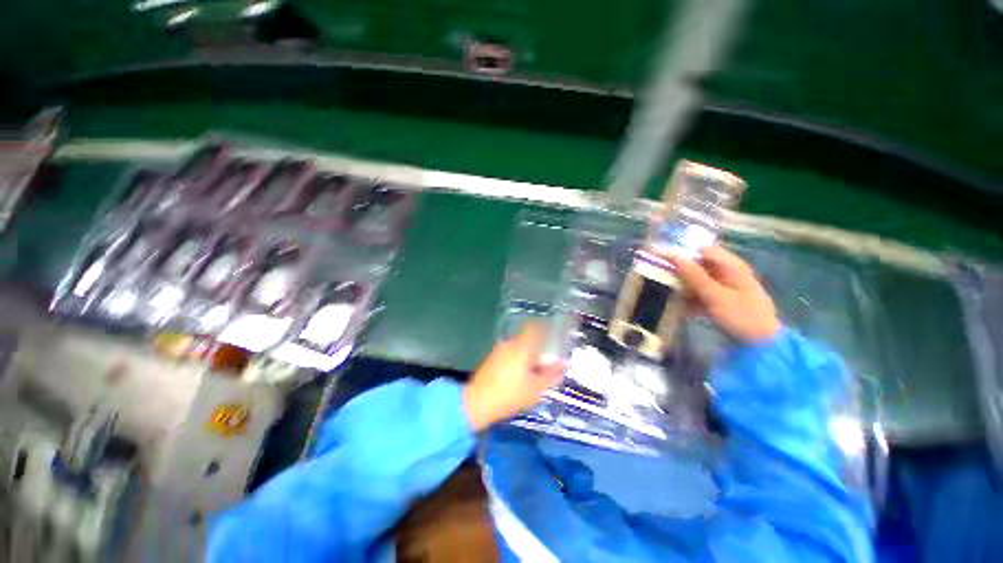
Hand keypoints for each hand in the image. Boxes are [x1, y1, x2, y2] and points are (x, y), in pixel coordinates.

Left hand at [464, 323, 564, 431]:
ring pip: (517, 347)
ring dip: (526, 355)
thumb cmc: (510, 395)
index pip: (534, 327)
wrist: (478, 402)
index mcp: (522, 347)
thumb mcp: (536, 389)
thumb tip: (563, 364)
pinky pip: (509, 354)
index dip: (544, 327)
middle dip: (537, 348)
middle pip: (527, 339)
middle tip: (546, 362)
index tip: (553, 333)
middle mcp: (510, 344)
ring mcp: (498, 350)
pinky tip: (519, 376)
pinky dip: (516, 360)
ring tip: (533, 372)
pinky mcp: (491, 359)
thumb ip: (551, 375)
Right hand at [666, 245, 780, 342]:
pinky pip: (699, 294)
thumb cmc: (741, 316)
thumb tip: (674, 255)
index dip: (681, 252)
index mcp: (731, 266)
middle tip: (660, 278)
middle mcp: (727, 273)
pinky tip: (680, 308)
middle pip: (698, 265)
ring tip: (667, 294)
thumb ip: (694, 275)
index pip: (701, 250)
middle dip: (679, 271)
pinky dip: (689, 299)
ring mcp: (724, 287)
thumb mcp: (715, 296)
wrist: (761, 345)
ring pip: (696, 281)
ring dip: (682, 287)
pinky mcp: (719, 301)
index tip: (660, 259)